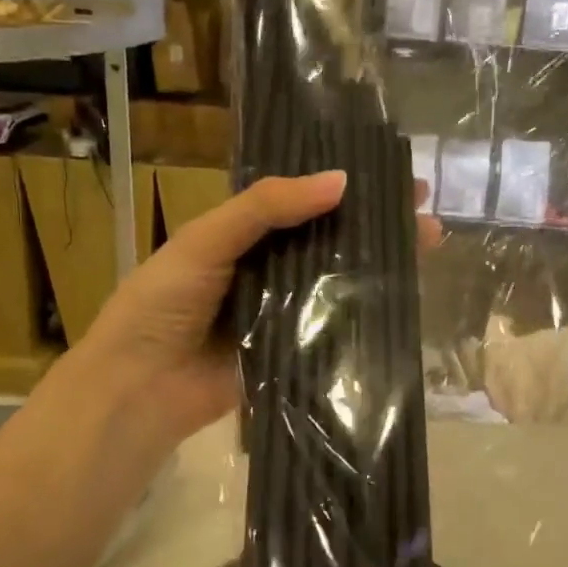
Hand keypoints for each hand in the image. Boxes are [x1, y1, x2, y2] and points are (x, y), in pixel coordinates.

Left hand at [53, 172, 440, 477]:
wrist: (140, 388)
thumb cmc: (162, 303)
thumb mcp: (206, 240)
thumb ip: (265, 208)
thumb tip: (341, 181)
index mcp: (241, 237)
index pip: (302, 204)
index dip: (346, 190)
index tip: (394, 179)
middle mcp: (265, 272)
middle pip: (328, 244)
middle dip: (375, 228)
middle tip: (426, 216)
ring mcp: (280, 316)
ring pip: (336, 285)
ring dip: (378, 268)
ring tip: (427, 249)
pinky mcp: (291, 355)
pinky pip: (330, 330)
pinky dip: (363, 316)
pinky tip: (403, 300)